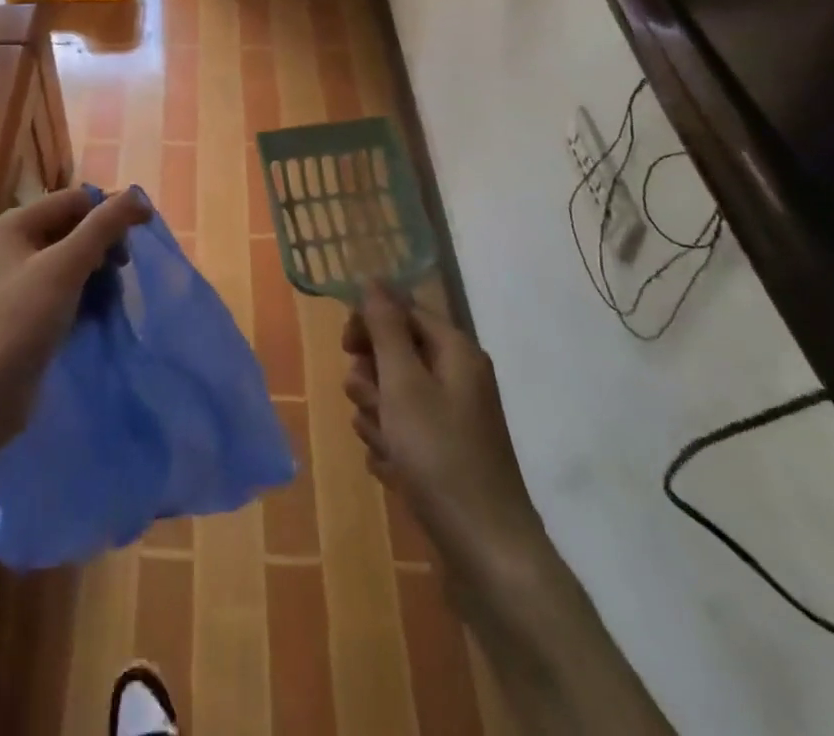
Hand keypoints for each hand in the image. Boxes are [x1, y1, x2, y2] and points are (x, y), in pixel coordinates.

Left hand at [0, 185, 151, 457]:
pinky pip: (64, 290)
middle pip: (73, 228)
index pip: (74, 200)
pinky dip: (84, 296)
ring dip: (98, 274)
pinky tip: (98, 315)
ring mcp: (17, 282)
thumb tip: (137, 194)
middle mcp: (12, 246)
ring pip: (71, 261)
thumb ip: (103, 227)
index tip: (140, 239)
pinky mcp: (24, 314)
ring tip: (111, 299)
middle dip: (103, 246)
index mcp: (14, 224)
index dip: (109, 213)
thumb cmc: (19, 321)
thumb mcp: (64, 267)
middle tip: (122, 272)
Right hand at [342, 285, 547, 583]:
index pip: (401, 311)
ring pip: (393, 396)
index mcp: (455, 352)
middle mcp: (457, 378)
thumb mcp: (404, 383)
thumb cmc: (441, 456)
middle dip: (372, 380)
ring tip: (387, 446)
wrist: (488, 553)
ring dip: (377, 417)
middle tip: (374, 406)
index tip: (346, 349)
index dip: (369, 324)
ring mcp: (453, 420)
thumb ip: (385, 327)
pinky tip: (394, 471)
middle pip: (394, 355)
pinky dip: (391, 447)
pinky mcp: (445, 455)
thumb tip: (372, 280)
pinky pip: (402, 433)